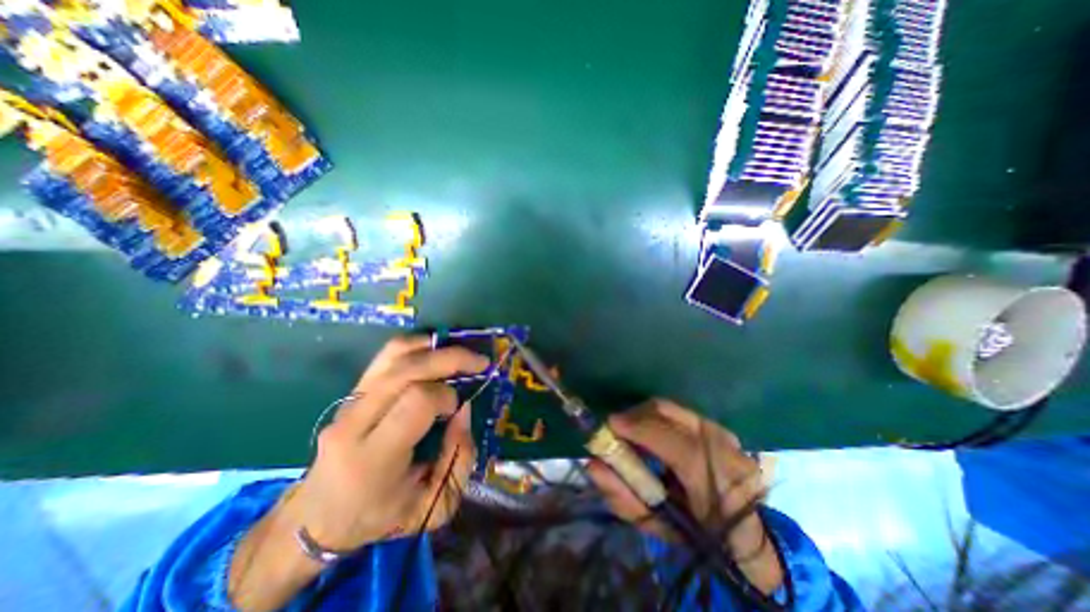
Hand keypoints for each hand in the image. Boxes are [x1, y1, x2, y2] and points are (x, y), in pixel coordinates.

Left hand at [230, 337, 488, 608]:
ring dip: (434, 347)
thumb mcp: (433, 505)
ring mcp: (349, 402)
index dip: (446, 396)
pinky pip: (387, 356)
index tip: (458, 408)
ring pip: (395, 353)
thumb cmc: (379, 518)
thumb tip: (464, 408)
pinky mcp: (352, 392)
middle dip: (451, 358)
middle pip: (407, 369)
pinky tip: (436, 352)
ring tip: (460, 354)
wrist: (318, 519)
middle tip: (479, 362)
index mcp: (373, 458)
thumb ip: (459, 458)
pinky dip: (417, 346)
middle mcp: (356, 422)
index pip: (416, 401)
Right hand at [587, 396, 783, 591]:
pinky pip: (680, 413)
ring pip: (672, 408)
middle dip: (635, 415)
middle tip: (616, 428)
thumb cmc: (695, 537)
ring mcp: (726, 435)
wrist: (743, 538)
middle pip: (670, 413)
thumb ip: (622, 496)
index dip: (640, 430)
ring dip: (644, 415)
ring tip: (631, 431)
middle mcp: (726, 450)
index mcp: (718, 485)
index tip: (609, 425)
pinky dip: (658, 418)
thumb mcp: (656, 526)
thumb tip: (592, 464)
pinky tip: (652, 433)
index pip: (677, 446)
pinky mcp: (720, 427)